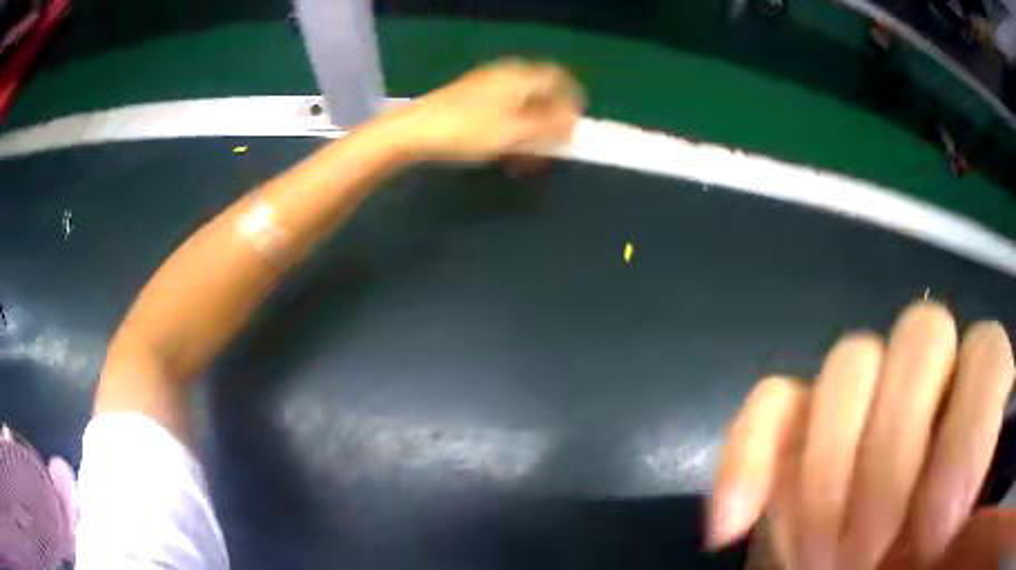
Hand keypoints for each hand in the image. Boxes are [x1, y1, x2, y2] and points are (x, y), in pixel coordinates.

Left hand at [388, 59, 583, 161]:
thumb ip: (549, 127)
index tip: (571, 130)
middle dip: (549, 123)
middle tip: (546, 150)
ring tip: (523, 158)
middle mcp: (505, 74)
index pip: (560, 79)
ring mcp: (485, 85)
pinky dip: (509, 128)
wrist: (413, 132)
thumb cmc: (466, 131)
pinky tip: (501, 150)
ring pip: (520, 105)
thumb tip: (573, 123)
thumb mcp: (514, 133)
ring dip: (528, 130)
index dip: (571, 103)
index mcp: (520, 76)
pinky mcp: (469, 98)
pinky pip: (501, 110)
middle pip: (541, 94)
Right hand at [711, 301, 1015, 569]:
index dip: (967, 440)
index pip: (987, 354)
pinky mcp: (794, 434)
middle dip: (893, 460)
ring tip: (817, 562)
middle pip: (921, 335)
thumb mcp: (951, 554)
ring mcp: (857, 404)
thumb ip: (967, 530)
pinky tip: (731, 526)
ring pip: (848, 364)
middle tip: (866, 559)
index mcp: (977, 406)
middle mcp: (927, 385)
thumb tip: (969, 523)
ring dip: (826, 479)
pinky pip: (768, 406)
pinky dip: (747, 460)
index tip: (932, 540)